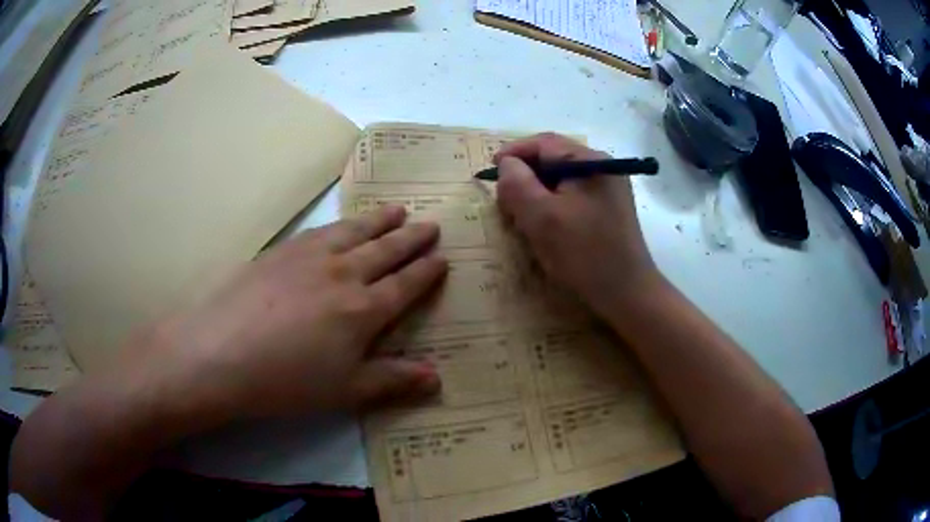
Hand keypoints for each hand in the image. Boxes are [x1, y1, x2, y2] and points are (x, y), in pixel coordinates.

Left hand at [123, 205, 446, 419]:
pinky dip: (342, 224)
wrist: (219, 353)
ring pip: (356, 231)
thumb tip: (437, 377)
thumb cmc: (286, 381)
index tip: (442, 258)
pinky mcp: (281, 251)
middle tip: (431, 224)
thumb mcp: (345, 391)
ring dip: (380, 221)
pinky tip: (343, 224)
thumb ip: (392, 380)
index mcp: (363, 310)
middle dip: (412, 238)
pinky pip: (322, 231)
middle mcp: (343, 274)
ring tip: (398, 209)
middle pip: (386, 250)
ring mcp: (310, 257)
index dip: (426, 271)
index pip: (405, 284)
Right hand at [495, 133, 658, 317]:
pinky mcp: (608, 210)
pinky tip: (546, 227)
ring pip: (561, 180)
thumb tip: (507, 164)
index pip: (544, 143)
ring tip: (523, 216)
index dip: (513, 153)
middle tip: (505, 200)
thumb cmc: (584, 254)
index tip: (491, 172)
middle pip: (553, 159)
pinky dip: (552, 206)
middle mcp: (602, 168)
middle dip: (525, 175)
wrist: (627, 293)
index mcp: (589, 161)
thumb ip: (517, 184)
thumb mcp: (541, 217)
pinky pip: (572, 197)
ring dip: (537, 193)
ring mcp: (608, 189)